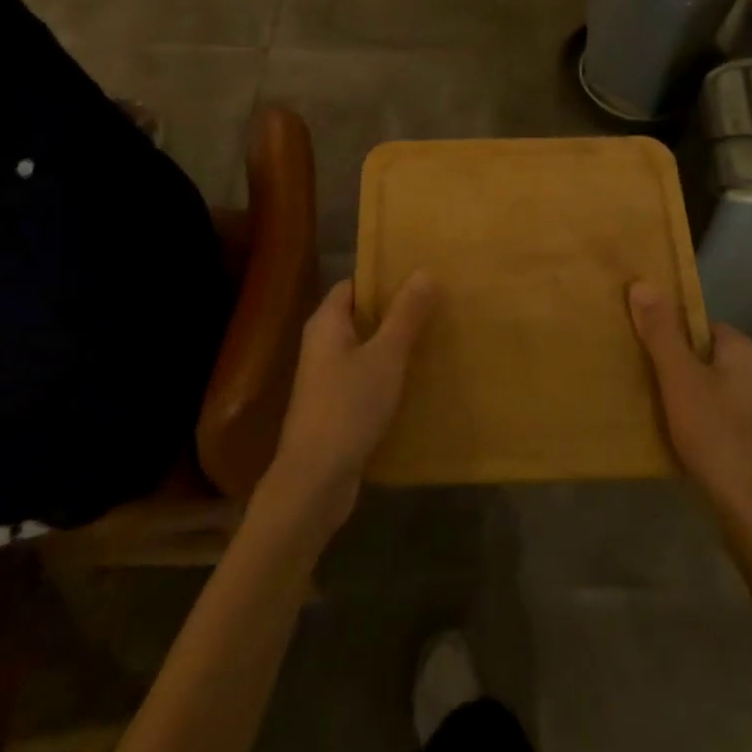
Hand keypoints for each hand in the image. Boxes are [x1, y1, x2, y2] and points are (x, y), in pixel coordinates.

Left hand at [257, 272, 438, 535]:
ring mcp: (327, 379)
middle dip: (396, 311)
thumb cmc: (348, 407)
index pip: (354, 285)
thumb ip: (405, 314)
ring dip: (396, 344)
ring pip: (366, 349)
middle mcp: (322, 345)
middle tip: (437, 305)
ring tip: (436, 337)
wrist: (315, 481)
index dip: (384, 278)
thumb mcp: (385, 356)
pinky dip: (390, 374)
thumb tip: (425, 271)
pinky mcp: (336, 408)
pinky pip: (367, 378)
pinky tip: (420, 379)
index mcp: (326, 323)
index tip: (420, 276)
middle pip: (361, 316)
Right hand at [627, 281, 751, 543]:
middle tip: (639, 379)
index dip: (668, 334)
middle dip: (673, 366)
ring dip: (683, 396)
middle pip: (704, 356)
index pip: (699, 324)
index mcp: (746, 351)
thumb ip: (661, 332)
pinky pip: (718, 416)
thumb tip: (643, 283)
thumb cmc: (717, 438)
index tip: (639, 349)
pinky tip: (677, 437)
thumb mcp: (679, 379)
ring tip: (651, 408)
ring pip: (710, 388)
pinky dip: (697, 421)